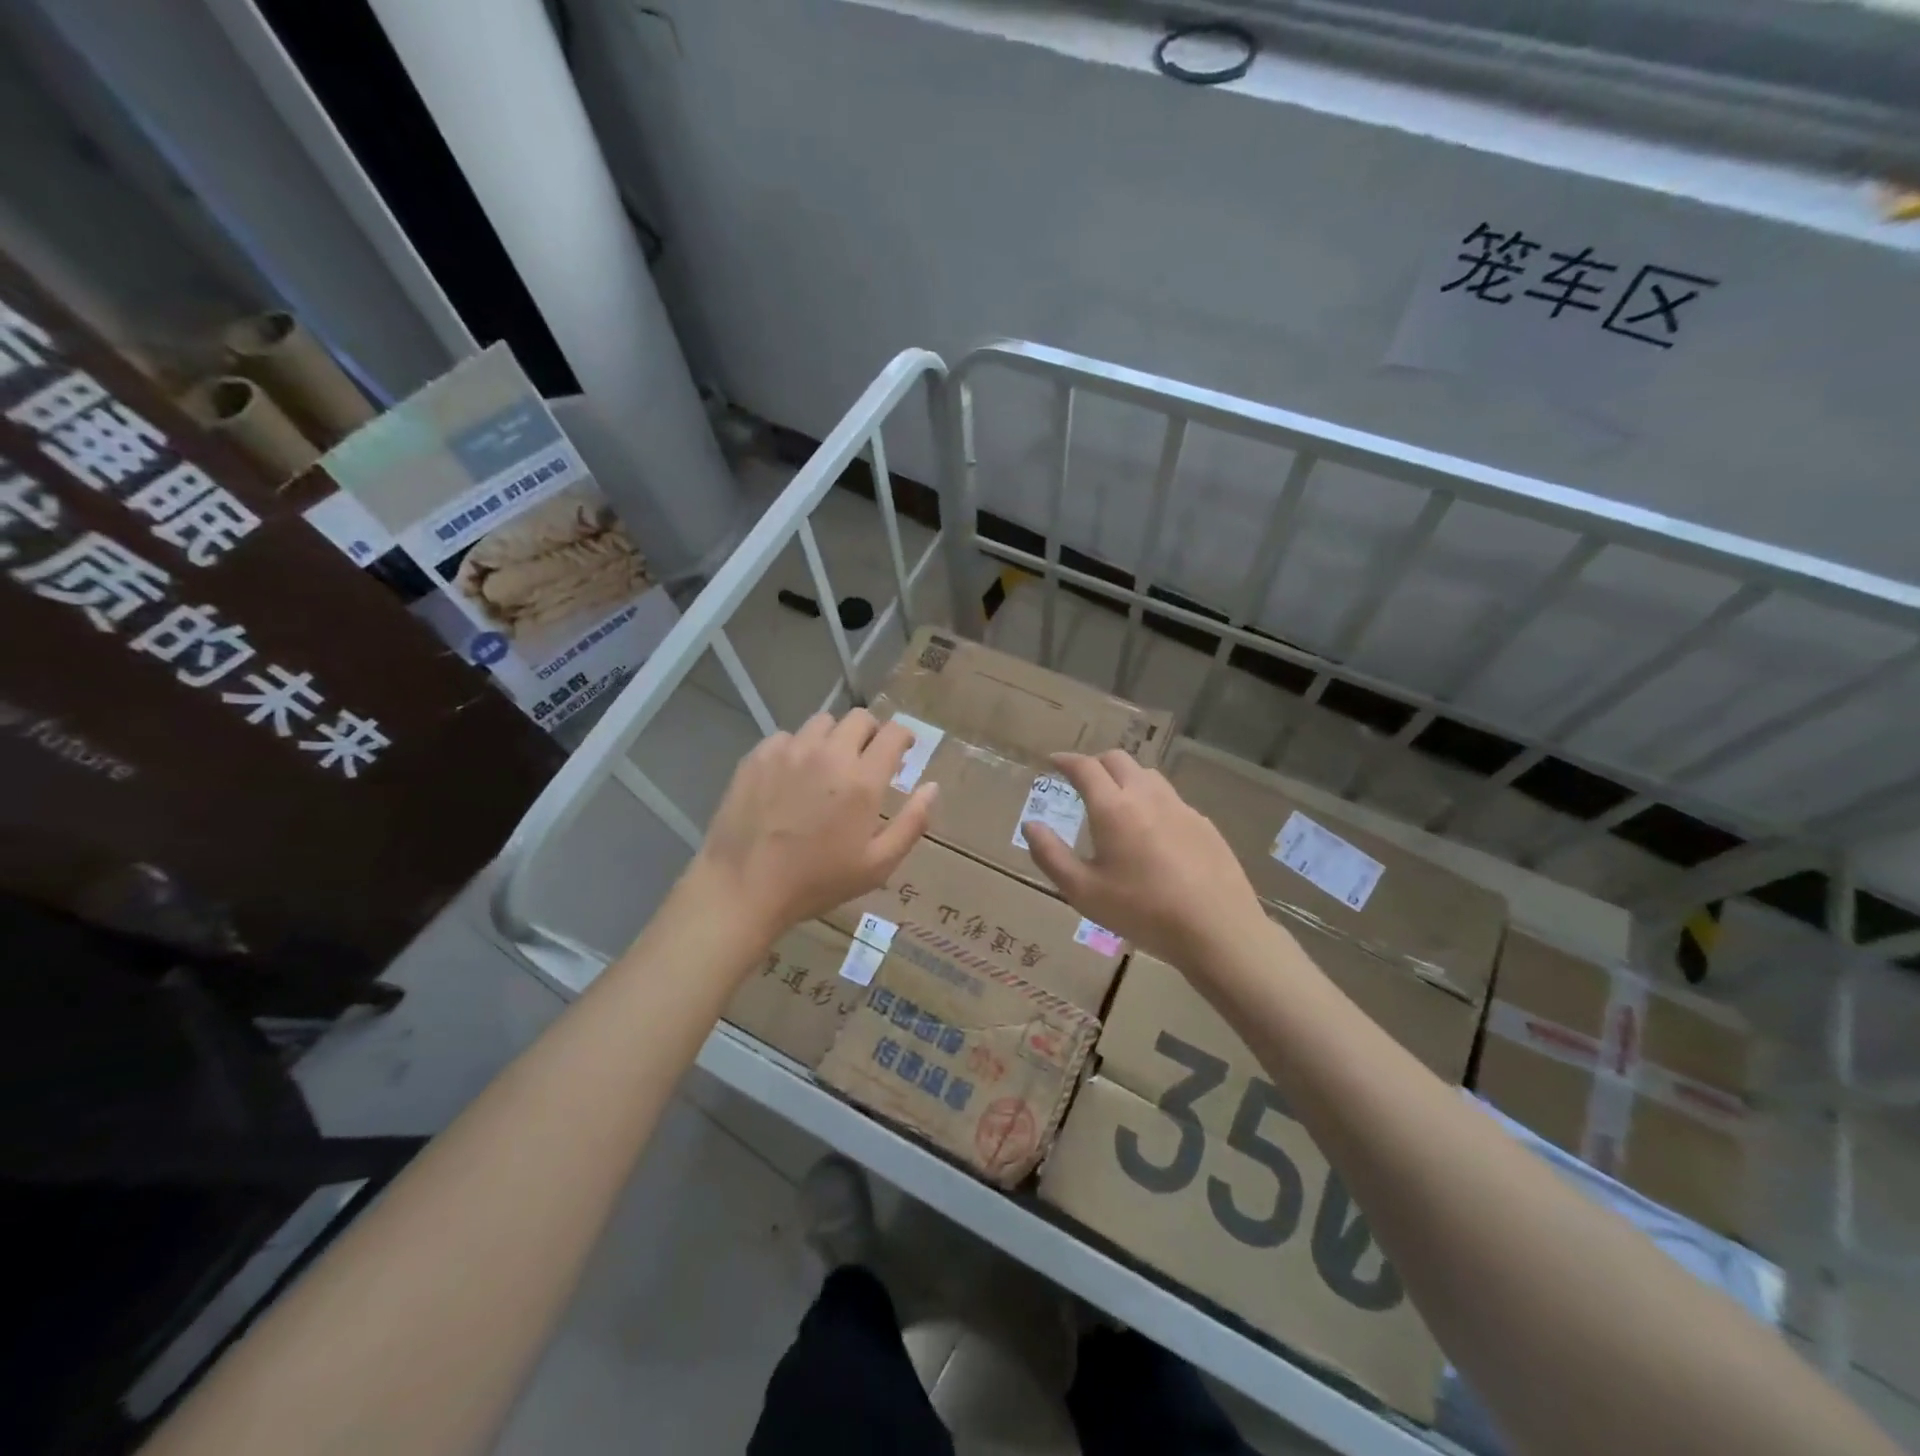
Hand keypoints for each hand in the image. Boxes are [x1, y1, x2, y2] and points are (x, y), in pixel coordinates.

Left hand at [693, 709, 935, 943]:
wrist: (743, 887)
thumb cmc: (816, 881)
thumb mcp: (877, 865)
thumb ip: (912, 823)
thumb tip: (932, 787)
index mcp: (862, 779)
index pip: (894, 732)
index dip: (905, 737)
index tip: (904, 751)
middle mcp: (828, 754)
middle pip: (860, 718)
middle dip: (872, 733)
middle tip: (867, 759)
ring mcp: (790, 751)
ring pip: (822, 722)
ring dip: (834, 738)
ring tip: (828, 765)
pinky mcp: (758, 756)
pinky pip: (787, 737)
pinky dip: (798, 748)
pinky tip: (792, 776)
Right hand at [1023, 751, 1266, 970]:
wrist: (1217, 929)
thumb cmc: (1142, 911)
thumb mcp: (1083, 891)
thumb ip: (1050, 855)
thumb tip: (1031, 824)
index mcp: (1113, 808)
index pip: (1085, 767)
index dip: (1066, 759)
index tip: (1053, 761)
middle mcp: (1147, 796)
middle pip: (1118, 760)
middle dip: (1095, 763)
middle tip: (1082, 780)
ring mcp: (1180, 807)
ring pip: (1148, 775)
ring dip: (1126, 777)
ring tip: (1116, 801)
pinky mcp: (1204, 824)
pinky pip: (1171, 799)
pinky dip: (1152, 800)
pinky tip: (1153, 831)